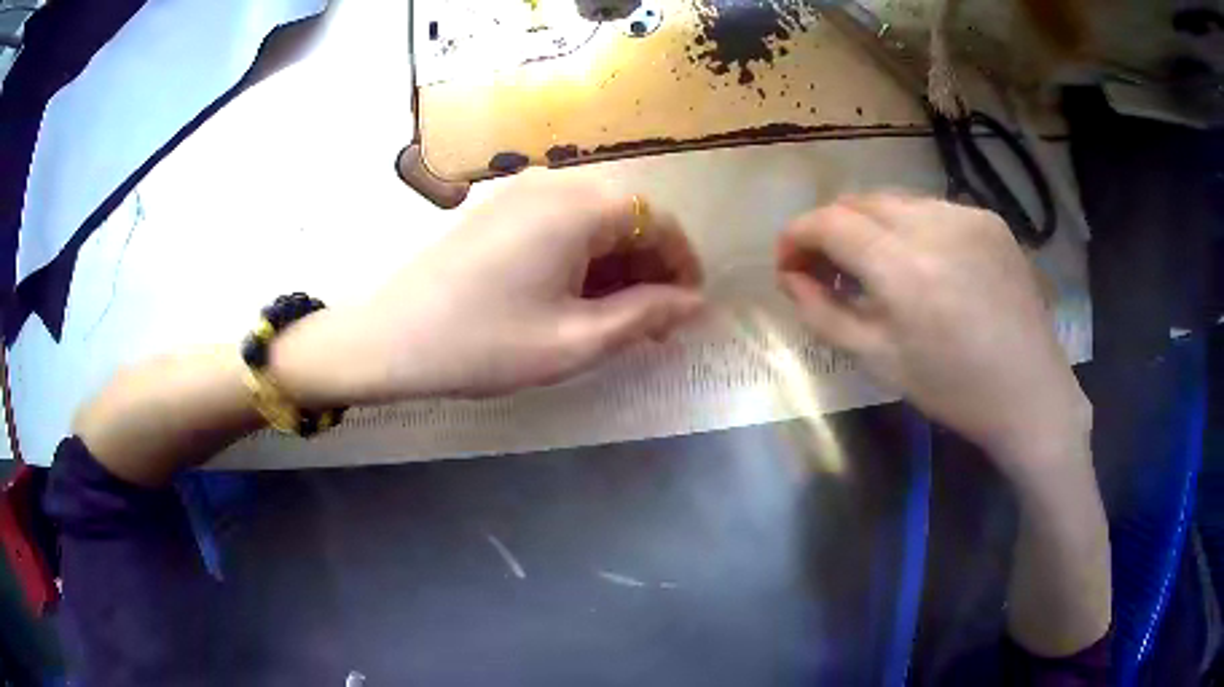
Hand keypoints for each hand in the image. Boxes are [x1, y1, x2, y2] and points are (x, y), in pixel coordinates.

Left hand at [275, 174, 703, 404]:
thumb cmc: (485, 343)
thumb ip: (645, 315)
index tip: (687, 311)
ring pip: (594, 219)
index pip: (660, 222)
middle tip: (653, 324)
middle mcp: (557, 181)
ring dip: (616, 263)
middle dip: (649, 268)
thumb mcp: (576, 340)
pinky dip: (582, 255)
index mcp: (581, 205)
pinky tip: (576, 295)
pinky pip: (561, 221)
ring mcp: (522, 189)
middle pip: (628, 216)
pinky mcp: (499, 205)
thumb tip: (694, 303)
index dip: (683, 267)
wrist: (389, 338)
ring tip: (618, 317)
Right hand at [776, 194, 1088, 475]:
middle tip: (828, 268)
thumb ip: (822, 312)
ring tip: (874, 267)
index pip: (828, 222)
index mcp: (903, 268)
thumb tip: (790, 277)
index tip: (788, 262)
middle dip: (830, 228)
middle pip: (858, 201)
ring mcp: (965, 215)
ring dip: (869, 226)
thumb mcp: (878, 361)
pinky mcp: (989, 218)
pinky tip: (922, 264)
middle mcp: (933, 224)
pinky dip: (910, 228)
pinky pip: (931, 209)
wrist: (1030, 392)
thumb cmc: (952, 388)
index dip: (797, 235)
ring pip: (894, 200)